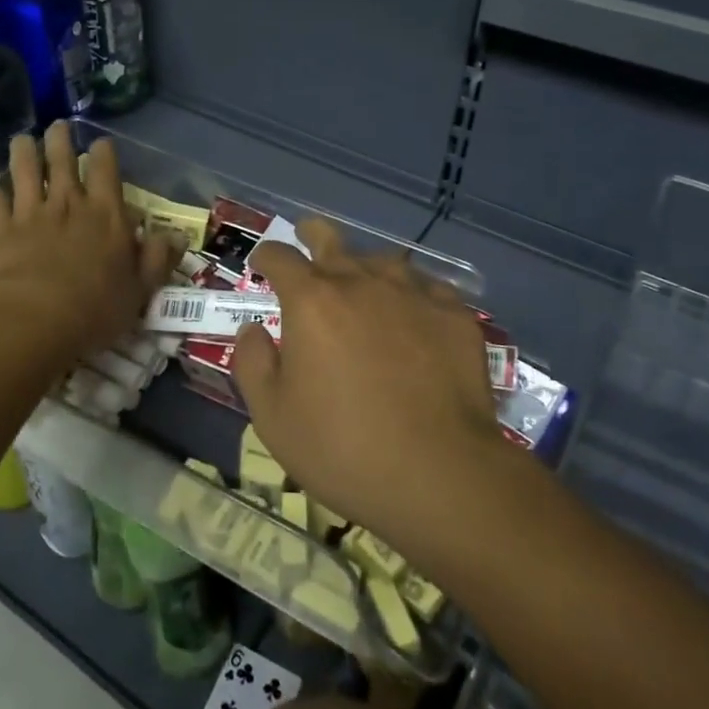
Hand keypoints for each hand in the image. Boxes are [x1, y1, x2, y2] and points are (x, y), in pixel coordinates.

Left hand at [0, 123, 176, 363]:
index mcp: (105, 214)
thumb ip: (158, 259)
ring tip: (22, 140)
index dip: (103, 152)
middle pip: (62, 160)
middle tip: (58, 126)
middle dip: (60, 140)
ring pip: (24, 171)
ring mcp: (29, 213)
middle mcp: (67, 204)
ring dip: (24, 153)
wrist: (34, 321)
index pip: (105, 170)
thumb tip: (178, 236)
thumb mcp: (141, 289)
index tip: (100, 143)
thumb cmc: (96, 308)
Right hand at [230, 218, 507, 563]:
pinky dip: (412, 295)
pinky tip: (415, 316)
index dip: (266, 257)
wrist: (438, 473)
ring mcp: (414, 294)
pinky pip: (427, 289)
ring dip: (364, 268)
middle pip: (332, 239)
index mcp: (311, 301)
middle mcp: (361, 282)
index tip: (261, 264)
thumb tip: (255, 330)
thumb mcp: (272, 416)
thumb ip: (253, 362)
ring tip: (364, 285)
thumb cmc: (342, 448)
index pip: (280, 257)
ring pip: (383, 262)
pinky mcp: (455, 315)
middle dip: (312, 234)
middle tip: (307, 236)